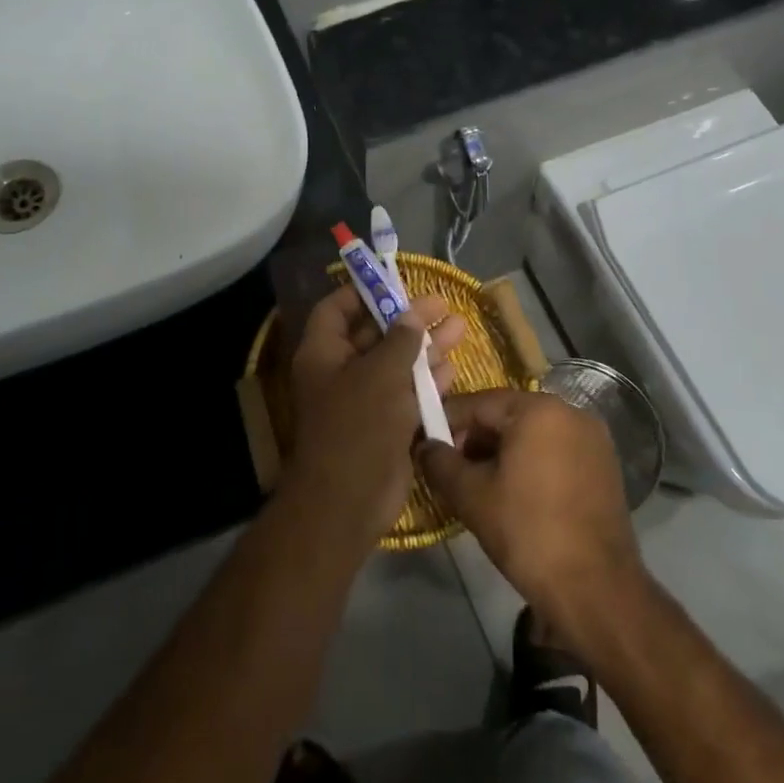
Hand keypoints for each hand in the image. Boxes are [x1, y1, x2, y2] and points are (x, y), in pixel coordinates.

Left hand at [284, 284, 464, 540]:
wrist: (349, 500)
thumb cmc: (357, 425)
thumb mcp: (381, 374)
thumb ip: (401, 340)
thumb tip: (412, 313)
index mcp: (323, 353)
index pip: (336, 308)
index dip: (363, 292)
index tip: (395, 282)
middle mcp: (339, 372)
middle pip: (374, 334)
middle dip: (408, 319)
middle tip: (443, 303)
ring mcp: (362, 400)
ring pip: (395, 364)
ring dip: (425, 347)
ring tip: (460, 327)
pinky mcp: (383, 425)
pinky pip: (405, 394)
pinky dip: (426, 381)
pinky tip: (451, 367)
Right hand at [419, 390, 647, 644]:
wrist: (597, 591)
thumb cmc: (528, 533)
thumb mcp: (471, 496)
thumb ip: (440, 462)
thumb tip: (423, 445)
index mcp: (538, 409)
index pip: (478, 403)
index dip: (447, 423)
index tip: (426, 447)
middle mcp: (570, 412)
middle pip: (507, 416)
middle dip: (475, 440)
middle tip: (452, 472)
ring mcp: (593, 439)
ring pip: (532, 434)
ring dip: (503, 453)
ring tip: (480, 487)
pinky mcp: (605, 466)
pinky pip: (556, 451)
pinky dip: (531, 464)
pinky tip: (515, 495)